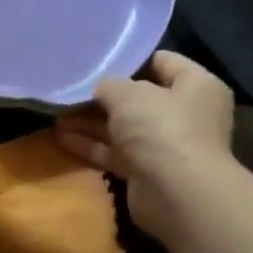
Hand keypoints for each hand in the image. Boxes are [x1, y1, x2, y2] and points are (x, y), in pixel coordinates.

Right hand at [56, 51, 236, 238]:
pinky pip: (115, 152)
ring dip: (90, 122)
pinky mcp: (146, 171)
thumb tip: (100, 89)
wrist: (176, 193)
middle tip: (69, 91)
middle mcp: (185, 113)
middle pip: (139, 98)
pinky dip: (91, 145)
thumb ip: (109, 85)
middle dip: (103, 96)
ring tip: (56, 114)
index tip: (97, 62)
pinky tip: (61, 137)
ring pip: (123, 127)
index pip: (163, 62)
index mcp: (195, 86)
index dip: (130, 60)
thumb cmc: (161, 129)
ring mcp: (165, 145)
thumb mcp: (128, 94)